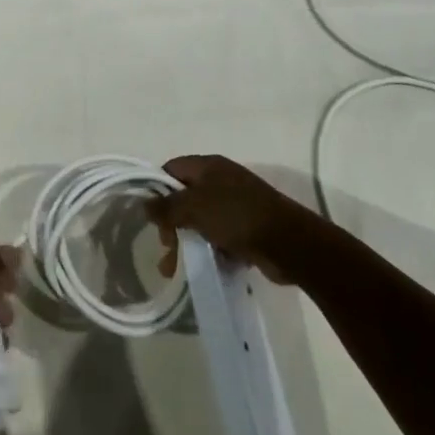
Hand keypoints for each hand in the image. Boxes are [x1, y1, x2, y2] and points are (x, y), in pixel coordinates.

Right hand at [149, 155, 315, 282]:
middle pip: (186, 197)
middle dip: (172, 222)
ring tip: (179, 268)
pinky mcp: (249, 227)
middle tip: (167, 247)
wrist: (289, 243)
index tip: (152, 217)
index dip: (158, 190)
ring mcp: (237, 203)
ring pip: (203, 220)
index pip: (172, 169)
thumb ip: (166, 207)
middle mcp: (222, 180)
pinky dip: (212, 249)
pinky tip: (209, 266)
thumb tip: (145, 204)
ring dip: (190, 241)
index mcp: (208, 166)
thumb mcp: (194, 208)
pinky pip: (221, 236)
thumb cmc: (236, 217)